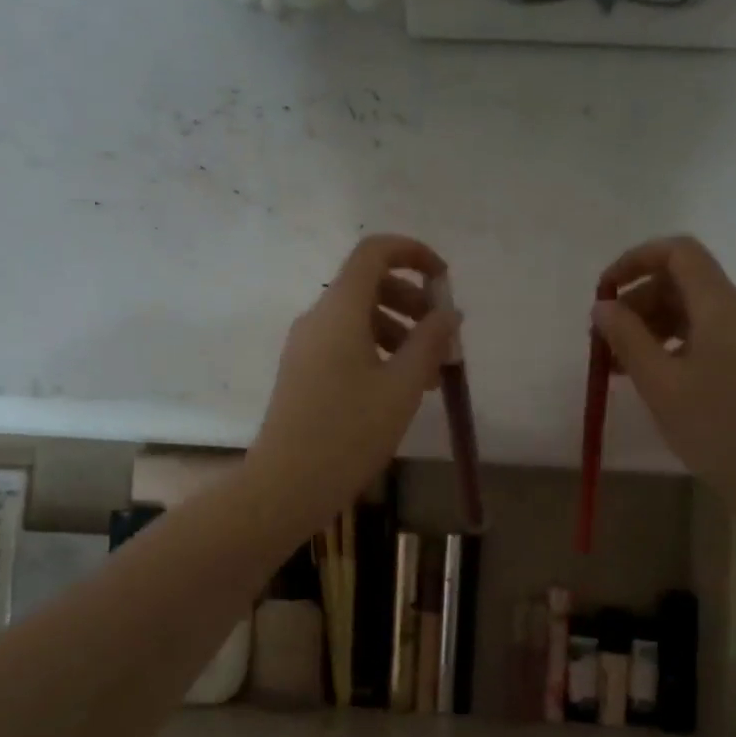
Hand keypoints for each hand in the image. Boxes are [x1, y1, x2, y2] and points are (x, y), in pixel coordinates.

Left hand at [247, 235, 460, 532]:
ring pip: (359, 318)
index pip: (374, 252)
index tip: (444, 280)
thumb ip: (429, 341)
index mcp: (340, 310)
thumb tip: (448, 313)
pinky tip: (400, 390)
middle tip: (442, 338)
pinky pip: (345, 344)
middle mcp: (318, 318)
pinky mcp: (303, 371)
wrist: (287, 483)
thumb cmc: (349, 432)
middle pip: (369, 285)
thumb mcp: (402, 386)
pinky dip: (378, 352)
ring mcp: (306, 345)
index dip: (413, 253)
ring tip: (431, 377)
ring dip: (400, 333)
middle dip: (413, 302)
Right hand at [592, 236, 735, 522]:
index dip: (635, 260)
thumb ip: (627, 339)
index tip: (603, 292)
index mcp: (721, 306)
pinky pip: (708, 338)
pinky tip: (653, 380)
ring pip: (694, 313)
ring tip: (619, 367)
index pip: (678, 252)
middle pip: (683, 282)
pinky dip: (674, 346)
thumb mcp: (660, 384)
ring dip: (652, 328)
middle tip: (603, 342)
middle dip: (638, 302)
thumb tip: (603, 307)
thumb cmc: (720, 428)